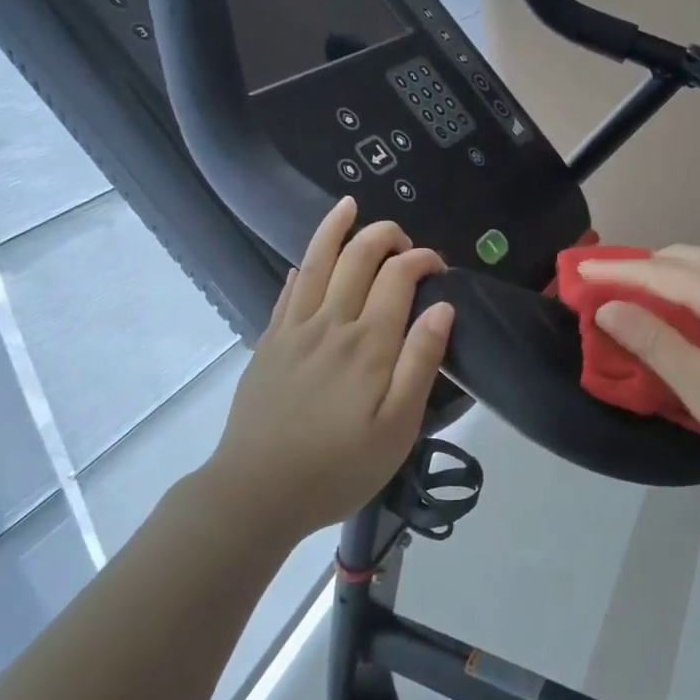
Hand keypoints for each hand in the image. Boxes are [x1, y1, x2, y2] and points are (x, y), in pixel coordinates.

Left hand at [208, 197, 453, 536]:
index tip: (438, 266)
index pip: (398, 277)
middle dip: (384, 236)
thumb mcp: (397, 428)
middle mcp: (331, 323)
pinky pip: (286, 292)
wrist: (256, 493)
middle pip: (357, 258)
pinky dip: (301, 268)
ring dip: (335, 230)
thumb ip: (421, 363)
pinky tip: (305, 262)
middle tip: (403, 239)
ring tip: (348, 207)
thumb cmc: (338, 467)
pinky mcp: (269, 344)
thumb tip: (443, 308)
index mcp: (369, 343)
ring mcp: (294, 330)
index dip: (421, 259)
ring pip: (316, 263)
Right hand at [578, 245, 699, 486]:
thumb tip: (607, 309)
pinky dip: (694, 286)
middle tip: (602, 289)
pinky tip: (684, 312)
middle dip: (639, 268)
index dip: (614, 271)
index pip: (658, 270)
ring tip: (635, 300)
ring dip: (667, 276)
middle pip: (683, 257)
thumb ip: (655, 344)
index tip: (575, 273)